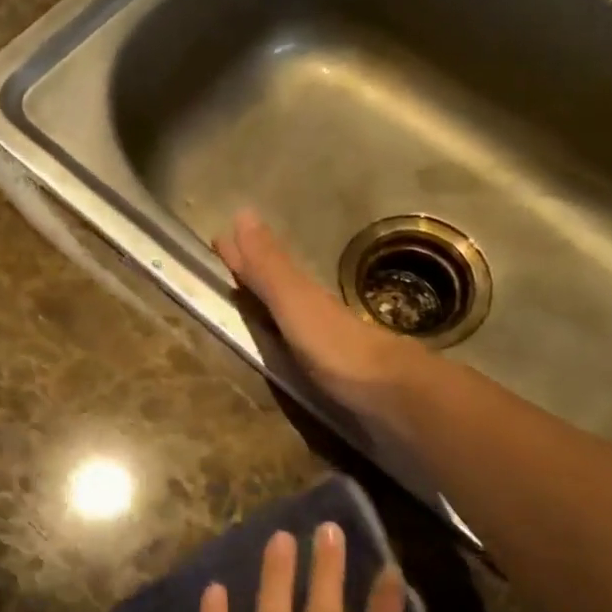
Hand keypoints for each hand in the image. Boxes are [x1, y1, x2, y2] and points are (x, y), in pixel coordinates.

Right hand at [214, 210, 417, 423]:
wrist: (393, 398)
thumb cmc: (337, 348)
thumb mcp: (296, 303)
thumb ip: (270, 268)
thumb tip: (243, 212)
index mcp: (304, 295)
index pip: (265, 267)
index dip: (242, 256)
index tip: (217, 240)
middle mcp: (316, 313)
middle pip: (280, 287)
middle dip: (256, 274)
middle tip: (229, 264)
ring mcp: (329, 344)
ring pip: (293, 315)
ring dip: (272, 305)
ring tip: (250, 301)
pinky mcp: (336, 374)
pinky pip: (300, 346)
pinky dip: (285, 337)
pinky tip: (284, 344)